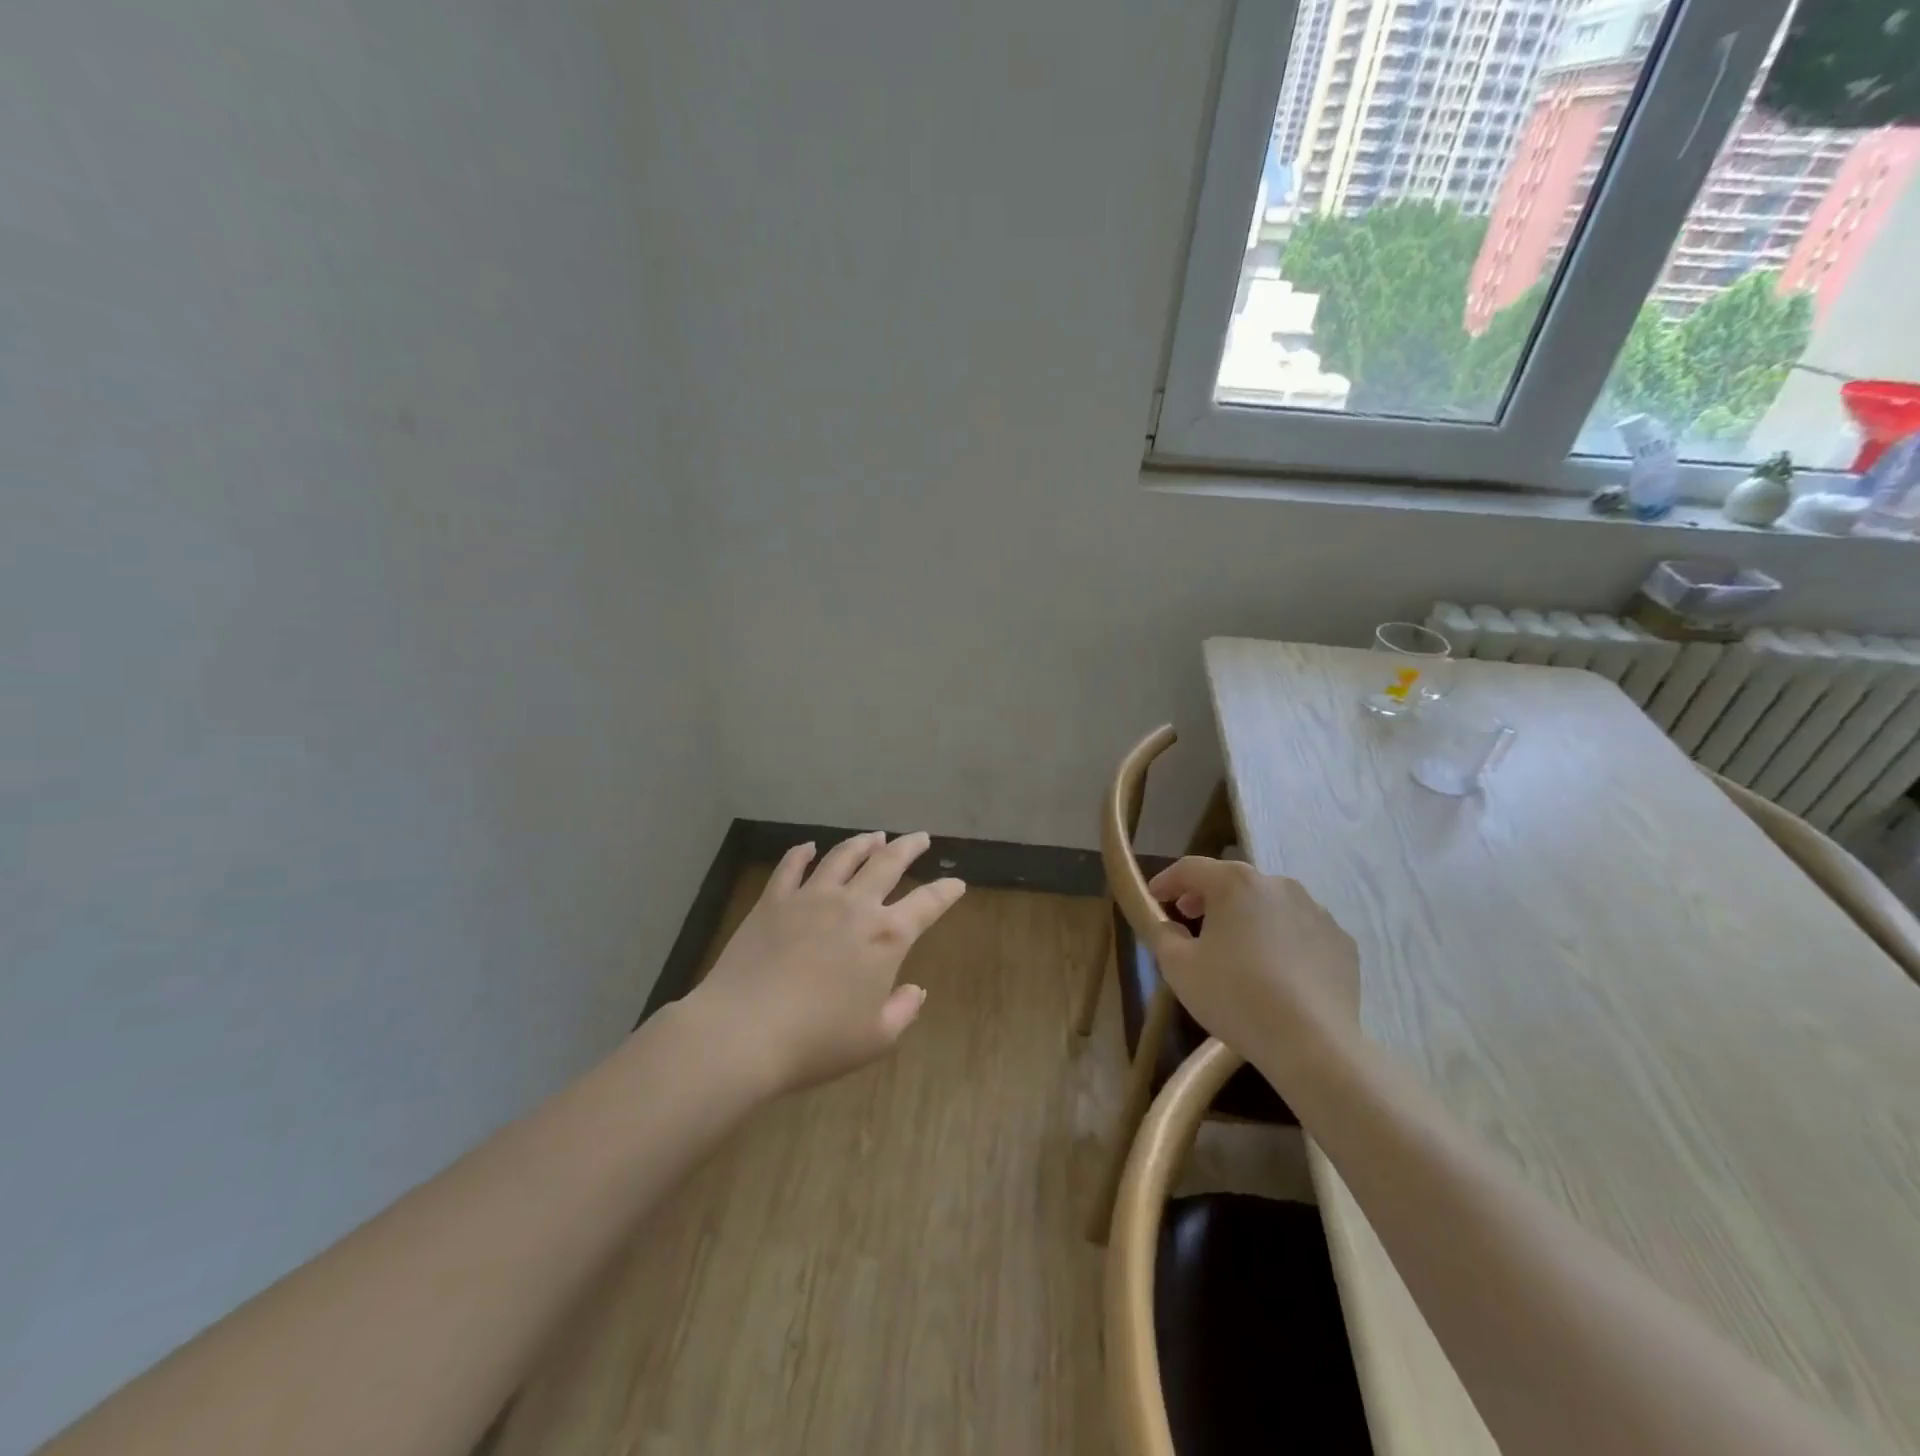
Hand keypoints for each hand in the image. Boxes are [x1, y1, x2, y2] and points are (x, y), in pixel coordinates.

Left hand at [681, 833, 966, 1095]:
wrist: (743, 1032)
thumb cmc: (817, 1042)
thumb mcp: (875, 1039)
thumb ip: (903, 1010)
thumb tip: (915, 989)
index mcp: (886, 937)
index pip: (928, 903)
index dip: (946, 891)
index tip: (957, 883)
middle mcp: (854, 905)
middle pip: (888, 862)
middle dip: (909, 847)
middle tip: (920, 837)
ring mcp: (811, 897)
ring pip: (843, 855)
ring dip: (863, 842)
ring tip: (874, 836)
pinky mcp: (774, 900)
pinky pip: (791, 866)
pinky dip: (802, 853)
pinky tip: (808, 848)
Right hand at [1144, 857, 1360, 1049]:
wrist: (1312, 1044)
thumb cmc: (1234, 996)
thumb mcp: (1178, 967)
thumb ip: (1162, 935)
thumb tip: (1169, 925)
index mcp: (1235, 883)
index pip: (1191, 868)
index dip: (1167, 880)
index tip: (1155, 897)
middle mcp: (1278, 885)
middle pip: (1233, 882)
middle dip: (1208, 897)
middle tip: (1190, 918)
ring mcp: (1316, 911)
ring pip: (1270, 905)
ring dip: (1248, 917)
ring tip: (1236, 947)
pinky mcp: (1342, 942)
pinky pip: (1301, 931)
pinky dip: (1282, 940)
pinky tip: (1276, 971)